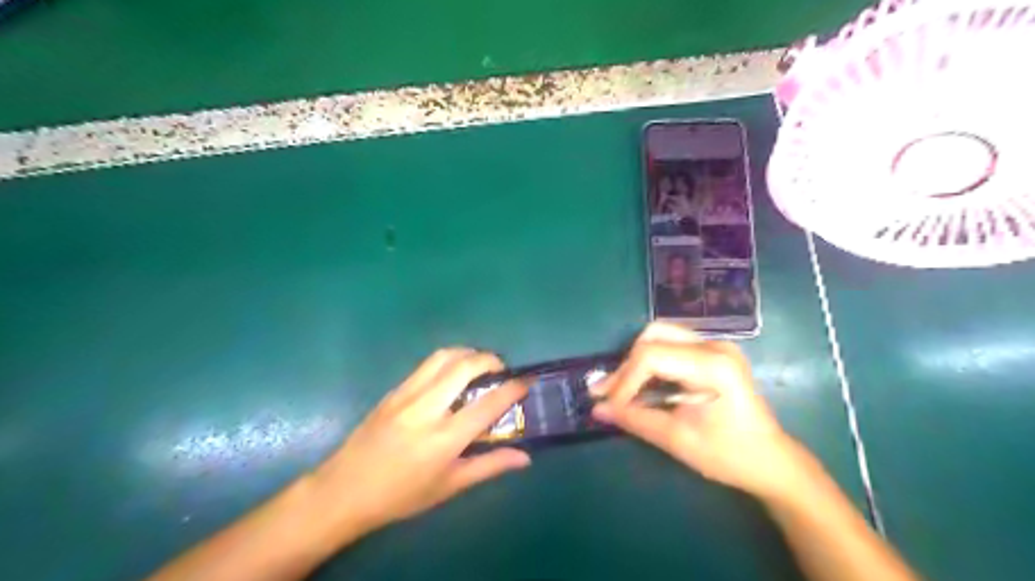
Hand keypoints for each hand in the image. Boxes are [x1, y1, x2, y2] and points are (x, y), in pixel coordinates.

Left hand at [312, 345, 528, 539]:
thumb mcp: (449, 486)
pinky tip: (451, 375)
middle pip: (465, 366)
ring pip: (443, 356)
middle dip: (490, 359)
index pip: (488, 404)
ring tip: (479, 365)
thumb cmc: (401, 495)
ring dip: (467, 353)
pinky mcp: (393, 390)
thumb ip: (489, 466)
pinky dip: (447, 360)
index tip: (527, 381)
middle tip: (502, 369)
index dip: (512, 389)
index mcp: (444, 438)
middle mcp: (427, 408)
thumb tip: (524, 457)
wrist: (344, 490)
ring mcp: (407, 394)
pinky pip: (426, 365)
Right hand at [600, 323, 808, 498]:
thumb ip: (635, 418)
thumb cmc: (729, 455)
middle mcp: (715, 345)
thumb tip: (597, 409)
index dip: (624, 379)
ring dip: (636, 362)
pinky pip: (671, 346)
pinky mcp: (713, 352)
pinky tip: (642, 385)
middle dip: (627, 365)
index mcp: (713, 365)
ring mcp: (716, 345)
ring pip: (660, 337)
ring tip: (622, 390)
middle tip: (610, 393)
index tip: (610, 405)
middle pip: (654, 336)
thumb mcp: (678, 439)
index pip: (652, 356)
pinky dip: (651, 363)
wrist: (771, 461)